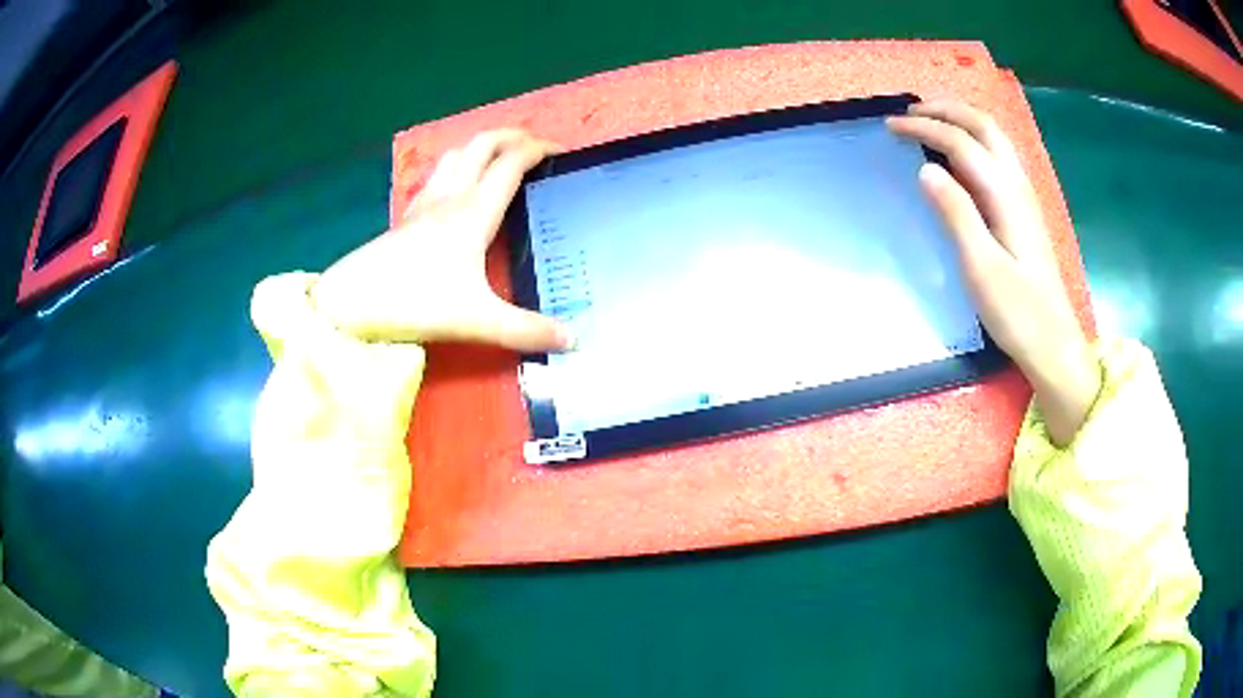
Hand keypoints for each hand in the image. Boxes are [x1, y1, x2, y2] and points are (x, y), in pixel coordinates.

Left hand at [311, 130, 572, 351]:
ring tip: (498, 157)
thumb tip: (575, 340)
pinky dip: (455, 166)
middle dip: (511, 136)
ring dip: (481, 146)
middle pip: (482, 146)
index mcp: (473, 212)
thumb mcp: (478, 321)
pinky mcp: (406, 217)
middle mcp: (450, 198)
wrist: (352, 303)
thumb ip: (527, 331)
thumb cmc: (416, 302)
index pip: (511, 164)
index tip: (561, 151)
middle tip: (534, 144)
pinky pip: (436, 176)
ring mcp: (424, 204)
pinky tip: (455, 185)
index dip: (538, 150)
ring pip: (456, 155)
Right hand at [888, 100, 1099, 446]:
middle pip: (984, 126)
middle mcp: (1018, 186)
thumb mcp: (981, 268)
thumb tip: (926, 169)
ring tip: (931, 121)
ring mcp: (1024, 197)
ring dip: (961, 120)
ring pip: (994, 138)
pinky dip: (973, 141)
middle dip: (945, 110)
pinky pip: (998, 157)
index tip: (891, 127)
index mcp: (1006, 196)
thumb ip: (956, 214)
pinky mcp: (1024, 212)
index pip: (962, 144)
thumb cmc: (1017, 313)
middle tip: (910, 112)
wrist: (1054, 344)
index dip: (925, 128)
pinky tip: (960, 156)